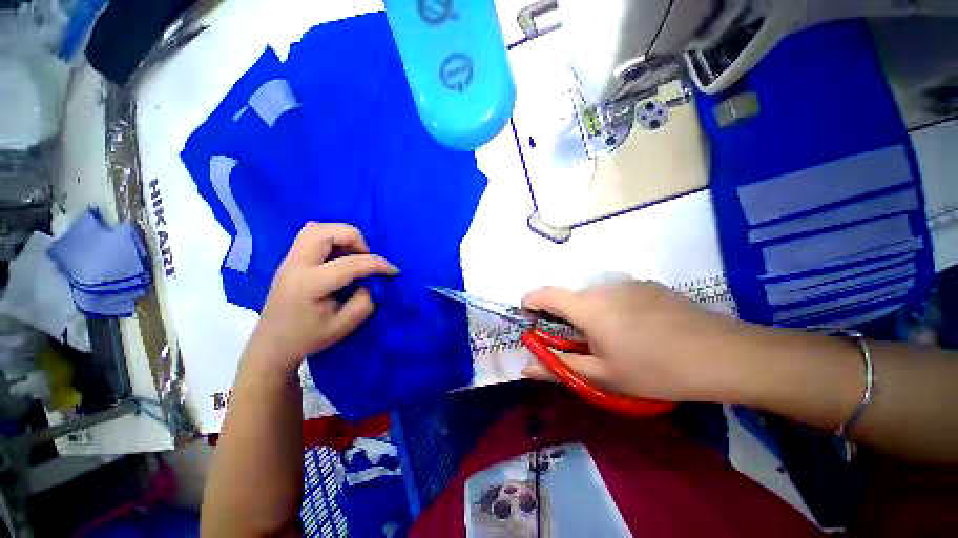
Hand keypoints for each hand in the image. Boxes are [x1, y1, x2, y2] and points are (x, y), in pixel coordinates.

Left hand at [244, 223, 397, 375]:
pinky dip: (331, 240)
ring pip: (316, 228)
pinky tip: (339, 258)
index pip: (350, 263)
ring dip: (341, 236)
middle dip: (355, 239)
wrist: (272, 345)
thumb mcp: (345, 325)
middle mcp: (296, 265)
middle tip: (365, 258)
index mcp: (310, 284)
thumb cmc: (308, 338)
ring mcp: (289, 260)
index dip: (378, 264)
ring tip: (353, 256)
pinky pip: (311, 236)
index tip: (393, 271)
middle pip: (325, 231)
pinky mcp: (290, 260)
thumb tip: (371, 282)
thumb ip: (365, 301)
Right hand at [522, 281, 756, 401]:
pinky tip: (640, 331)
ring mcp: (628, 283)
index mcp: (587, 307)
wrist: (721, 354)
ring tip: (617, 341)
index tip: (528, 314)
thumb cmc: (654, 370)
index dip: (531, 301)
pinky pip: (618, 295)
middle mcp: (603, 287)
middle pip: (573, 299)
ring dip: (593, 315)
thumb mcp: (602, 376)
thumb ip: (559, 367)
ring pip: (596, 298)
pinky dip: (614, 310)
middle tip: (584, 345)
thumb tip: (526, 367)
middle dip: (568, 319)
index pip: (546, 294)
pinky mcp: (648, 286)